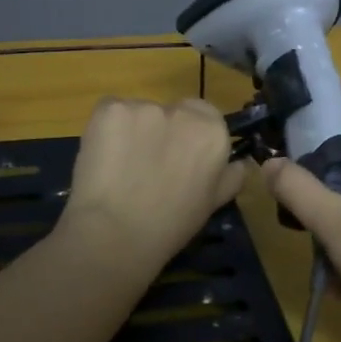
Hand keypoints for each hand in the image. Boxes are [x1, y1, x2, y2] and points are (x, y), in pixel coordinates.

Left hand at [60, 98, 247, 275]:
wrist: (115, 234)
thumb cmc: (170, 226)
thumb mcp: (213, 204)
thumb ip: (230, 176)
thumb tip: (239, 163)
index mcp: (213, 132)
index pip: (205, 114)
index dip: (190, 135)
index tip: (179, 158)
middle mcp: (182, 112)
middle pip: (171, 111)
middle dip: (162, 131)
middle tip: (148, 166)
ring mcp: (143, 107)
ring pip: (138, 113)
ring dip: (132, 132)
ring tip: (120, 168)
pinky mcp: (109, 109)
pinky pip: (109, 113)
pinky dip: (106, 131)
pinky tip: (101, 159)